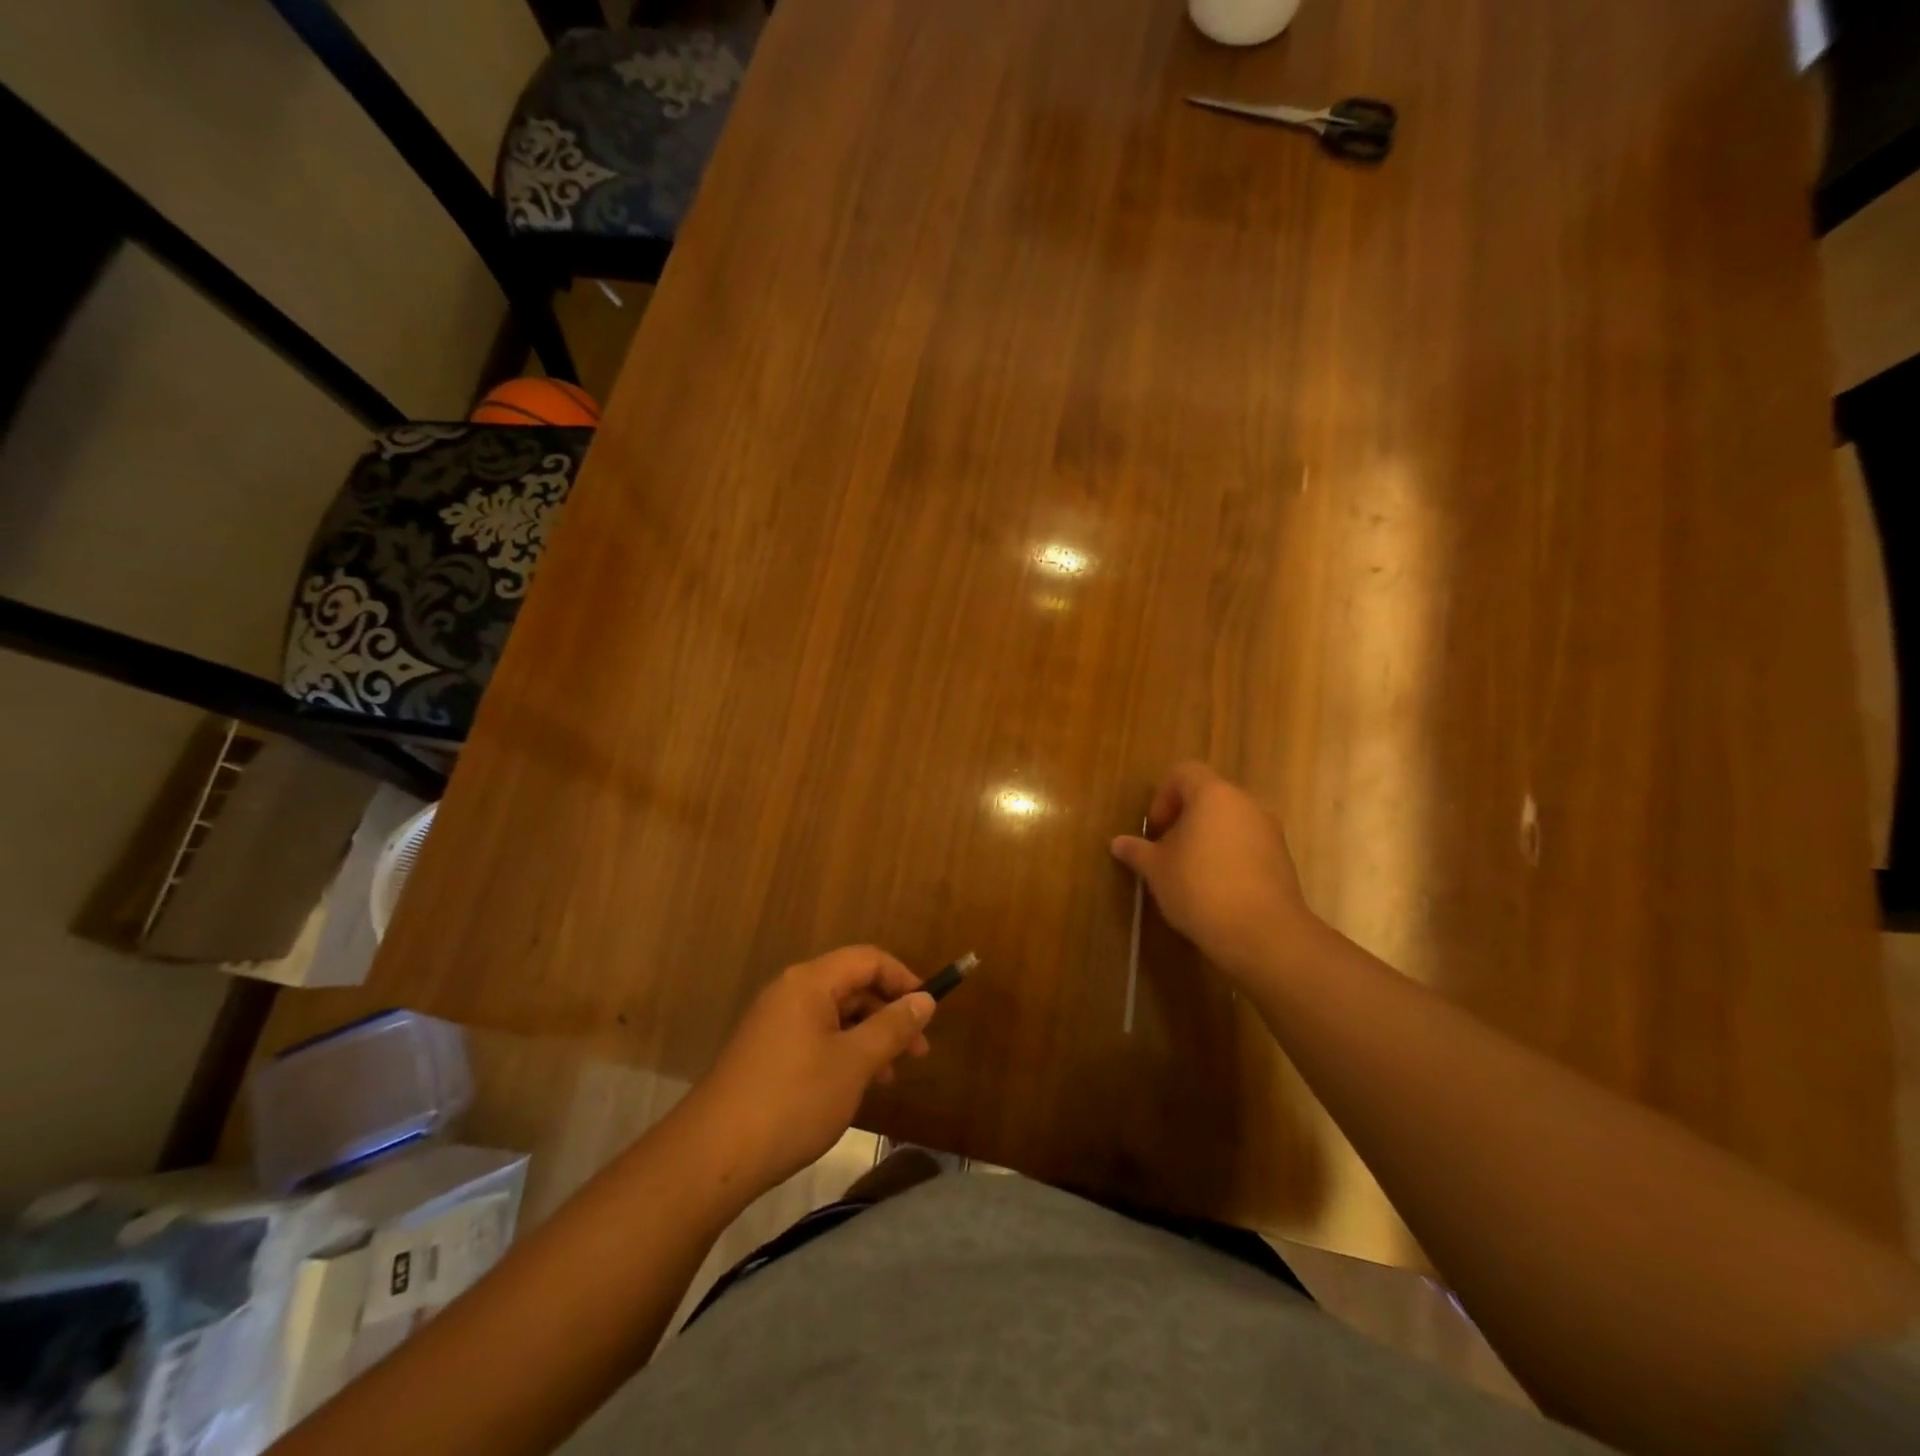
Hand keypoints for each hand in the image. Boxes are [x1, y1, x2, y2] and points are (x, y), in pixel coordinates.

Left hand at [684, 946, 935, 1191]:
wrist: (713, 1155)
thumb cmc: (793, 1100)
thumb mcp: (854, 1063)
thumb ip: (893, 1026)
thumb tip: (925, 999)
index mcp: (809, 982)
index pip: (868, 959)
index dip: (904, 979)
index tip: (929, 1011)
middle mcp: (790, 992)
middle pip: (851, 985)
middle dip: (889, 1013)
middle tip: (918, 1052)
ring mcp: (774, 1023)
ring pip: (835, 1016)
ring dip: (868, 1037)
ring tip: (891, 1076)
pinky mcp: (765, 1053)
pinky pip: (816, 1038)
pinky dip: (843, 1053)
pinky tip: (855, 1087)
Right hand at [1110, 761, 1320, 982]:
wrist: (1263, 934)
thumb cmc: (1200, 889)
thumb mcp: (1156, 870)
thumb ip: (1137, 851)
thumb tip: (1118, 843)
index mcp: (1213, 795)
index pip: (1184, 773)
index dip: (1163, 797)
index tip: (1156, 830)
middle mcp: (1246, 803)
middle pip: (1209, 796)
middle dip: (1185, 819)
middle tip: (1168, 851)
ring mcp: (1270, 830)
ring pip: (1231, 821)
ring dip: (1209, 838)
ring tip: (1191, 873)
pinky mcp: (1283, 859)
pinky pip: (1249, 844)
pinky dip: (1231, 856)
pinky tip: (1217, 889)